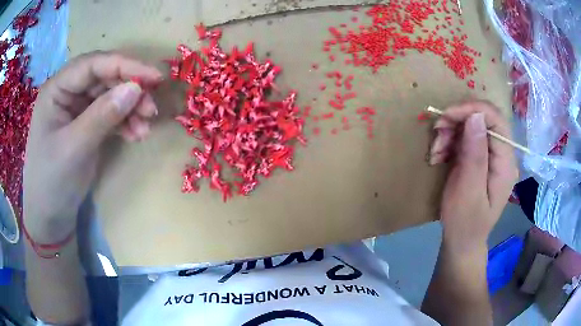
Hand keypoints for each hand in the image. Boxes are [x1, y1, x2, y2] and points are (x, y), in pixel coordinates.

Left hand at [23, 52, 162, 242]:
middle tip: (152, 108)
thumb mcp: (74, 148)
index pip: (93, 65)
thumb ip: (102, 115)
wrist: (50, 216)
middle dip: (129, 90)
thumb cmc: (51, 182)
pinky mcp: (86, 124)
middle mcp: (68, 92)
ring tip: (146, 126)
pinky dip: (125, 122)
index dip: (124, 66)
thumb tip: (136, 88)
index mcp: (57, 89)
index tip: (154, 77)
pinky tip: (136, 135)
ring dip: (130, 108)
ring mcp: (77, 108)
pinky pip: (110, 115)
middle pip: (104, 78)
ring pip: (110, 96)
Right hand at [429, 101, 518, 249]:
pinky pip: (464, 137)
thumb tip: (475, 116)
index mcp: (506, 163)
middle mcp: (502, 154)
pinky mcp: (479, 157)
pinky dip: (448, 141)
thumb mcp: (468, 192)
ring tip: (436, 152)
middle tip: (437, 136)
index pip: (495, 120)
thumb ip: (475, 155)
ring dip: (449, 132)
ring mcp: (491, 155)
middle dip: (457, 122)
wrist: (461, 240)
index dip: (471, 109)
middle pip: (482, 119)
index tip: (446, 116)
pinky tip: (439, 155)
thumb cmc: (465, 223)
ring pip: (470, 125)